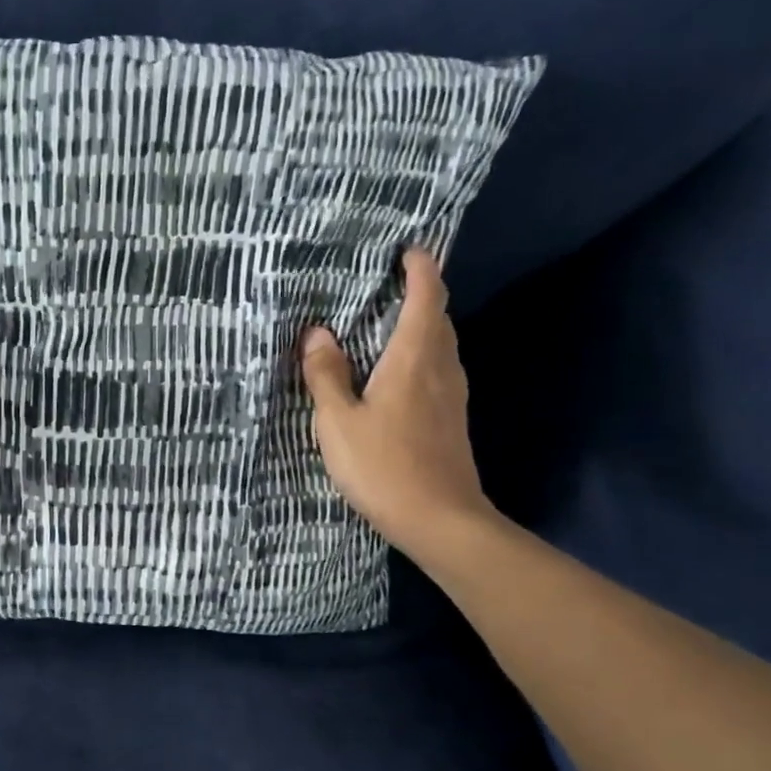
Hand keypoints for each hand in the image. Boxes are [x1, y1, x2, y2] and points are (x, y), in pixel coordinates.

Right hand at [300, 248, 495, 560]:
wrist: (440, 520)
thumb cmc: (384, 465)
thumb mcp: (338, 420)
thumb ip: (326, 374)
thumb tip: (318, 333)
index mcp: (414, 358)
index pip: (427, 296)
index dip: (420, 268)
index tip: (407, 250)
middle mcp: (441, 368)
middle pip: (439, 317)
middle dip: (420, 293)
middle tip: (385, 285)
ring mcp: (453, 395)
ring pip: (441, 345)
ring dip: (421, 326)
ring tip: (387, 323)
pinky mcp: (452, 420)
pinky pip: (438, 370)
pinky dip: (421, 355)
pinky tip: (397, 374)